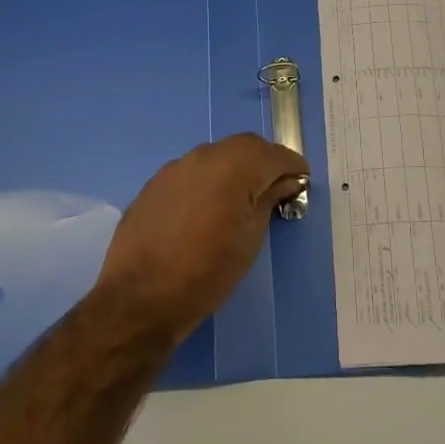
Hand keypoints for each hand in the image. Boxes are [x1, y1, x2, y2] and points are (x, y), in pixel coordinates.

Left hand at [94, 134, 309, 341]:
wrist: (140, 297)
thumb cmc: (207, 274)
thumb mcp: (249, 240)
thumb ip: (267, 202)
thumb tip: (283, 183)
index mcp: (232, 169)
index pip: (272, 154)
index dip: (292, 165)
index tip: (303, 180)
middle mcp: (203, 157)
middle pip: (244, 146)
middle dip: (265, 161)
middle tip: (279, 186)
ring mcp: (175, 168)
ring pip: (216, 155)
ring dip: (237, 167)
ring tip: (246, 195)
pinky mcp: (155, 183)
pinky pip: (192, 170)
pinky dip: (211, 178)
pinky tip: (212, 204)